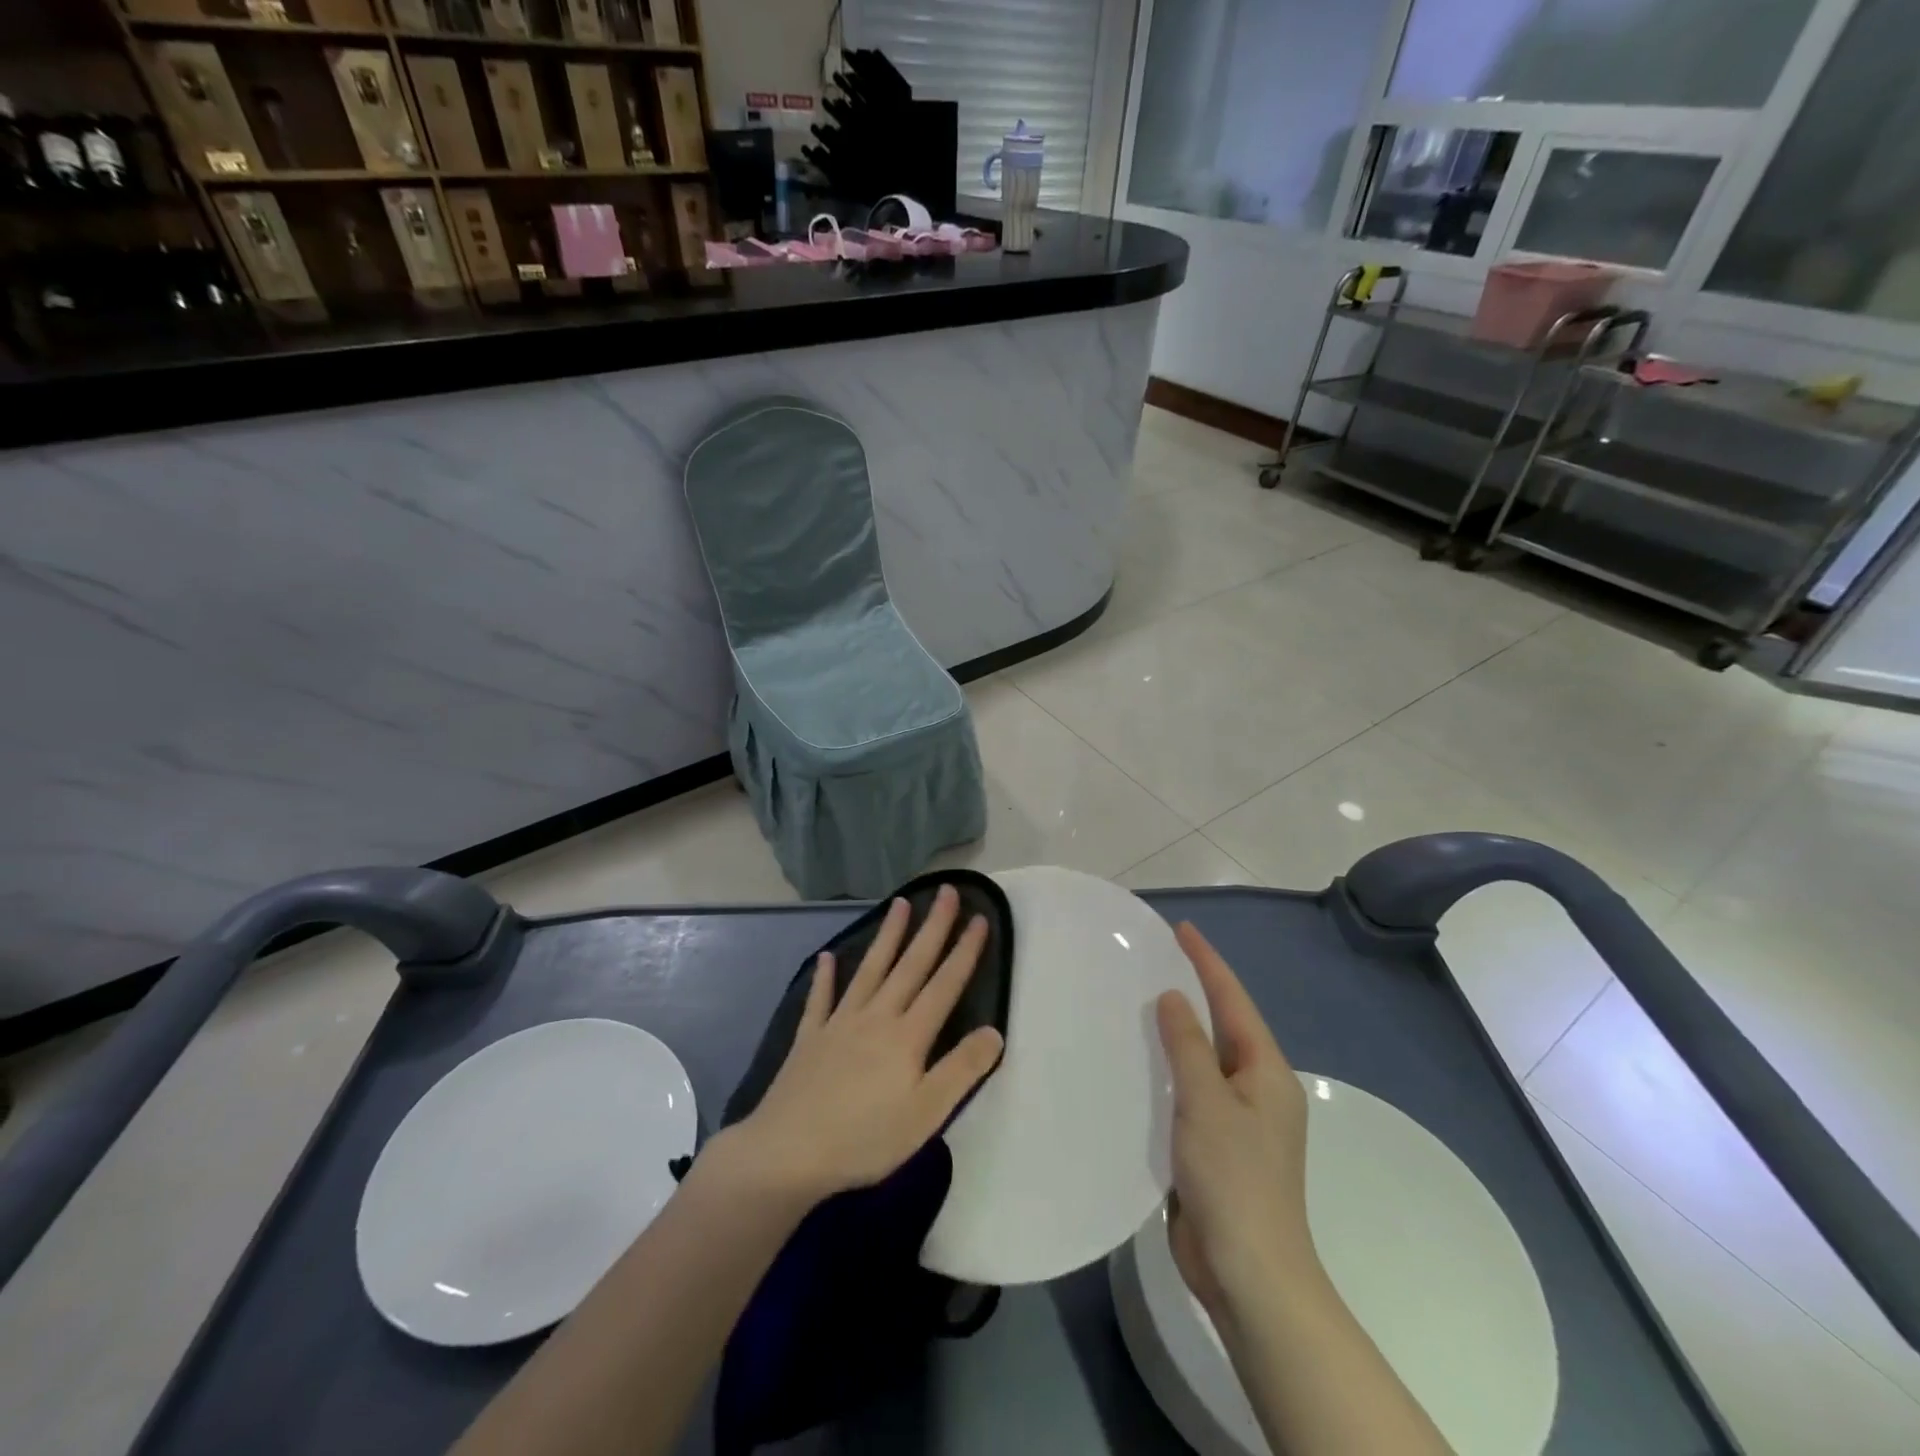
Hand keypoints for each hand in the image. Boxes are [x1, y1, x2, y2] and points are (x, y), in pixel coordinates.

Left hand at [726, 886, 1004, 1206]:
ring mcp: (839, 1023)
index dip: (964, 951)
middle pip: (910, 964)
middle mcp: (876, 1017)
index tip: (980, 918)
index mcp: (907, 1036)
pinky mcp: (810, 1038)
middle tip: (946, 891)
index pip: (944, 984)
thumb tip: (994, 1031)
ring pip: (870, 969)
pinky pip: (820, 999)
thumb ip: (962, 1070)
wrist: (787, 1153)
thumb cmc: (864, 1139)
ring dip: (887, 935)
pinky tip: (827, 957)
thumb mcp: (926, 1114)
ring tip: (900, 903)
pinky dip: (824, 977)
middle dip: (932, 927)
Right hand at [1156, 922, 1315, 1319]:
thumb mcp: (1207, 1101)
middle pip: (1223, 1026)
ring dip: (1177, 1030)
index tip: (1182, 929)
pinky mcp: (1214, 1146)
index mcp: (1266, 1073)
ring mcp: (1237, 1120)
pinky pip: (1189, 1091)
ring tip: (1139, 1001)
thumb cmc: (1234, 1178)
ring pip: (1203, 1059)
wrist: (1249, 1272)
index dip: (1207, 963)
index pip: (1234, 1001)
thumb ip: (1188, 1045)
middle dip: (1194, 991)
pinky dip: (1168, 1069)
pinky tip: (1139, 1062)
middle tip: (1155, 959)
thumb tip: (1172, 997)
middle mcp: (1256, 1090)